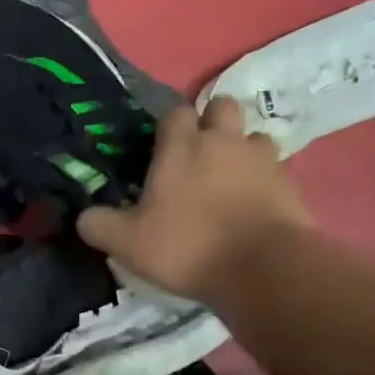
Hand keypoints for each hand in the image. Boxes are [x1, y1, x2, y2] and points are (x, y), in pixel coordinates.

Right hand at [77, 97, 310, 306]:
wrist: (263, 269)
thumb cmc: (188, 247)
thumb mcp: (127, 244)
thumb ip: (99, 225)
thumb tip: (84, 217)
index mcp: (181, 147)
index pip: (174, 112)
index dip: (169, 124)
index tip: (161, 146)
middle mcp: (223, 141)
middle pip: (222, 106)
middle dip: (212, 121)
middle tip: (199, 153)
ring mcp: (262, 159)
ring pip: (254, 136)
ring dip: (242, 149)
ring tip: (231, 178)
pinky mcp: (290, 183)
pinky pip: (277, 168)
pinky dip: (265, 179)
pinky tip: (254, 203)